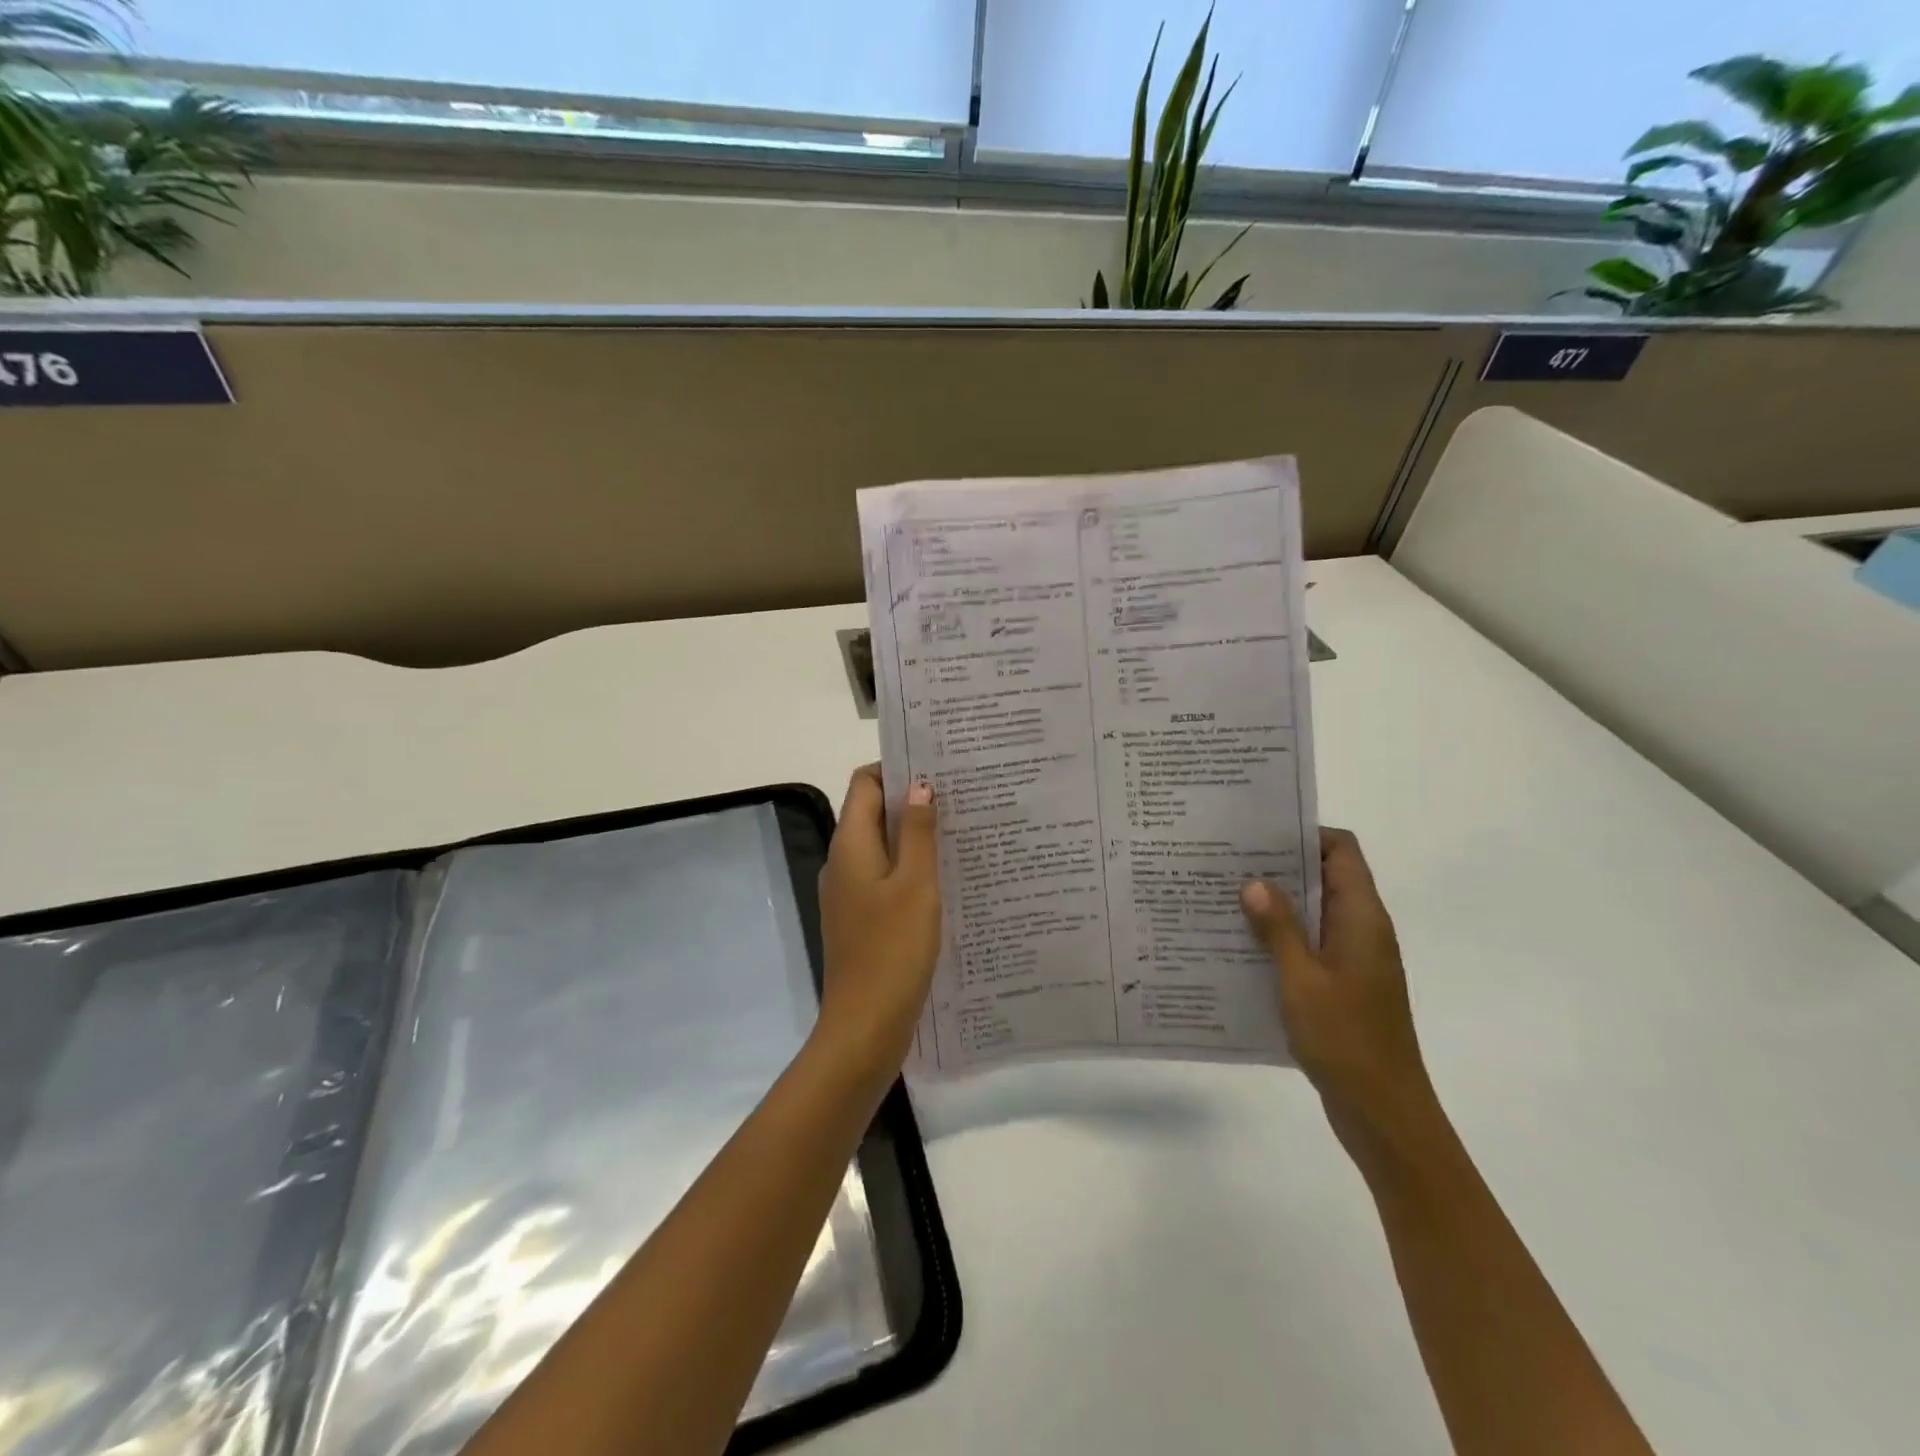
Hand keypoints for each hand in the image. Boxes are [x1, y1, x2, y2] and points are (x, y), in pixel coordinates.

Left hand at [815, 766, 941, 1076]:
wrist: (865, 1025)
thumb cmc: (893, 949)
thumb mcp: (915, 884)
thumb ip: (917, 832)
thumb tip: (919, 785)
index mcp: (850, 845)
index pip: (864, 783)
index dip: (896, 768)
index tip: (938, 766)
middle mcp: (843, 861)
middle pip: (873, 812)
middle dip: (912, 800)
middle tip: (961, 797)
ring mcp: (850, 892)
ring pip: (883, 847)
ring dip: (915, 836)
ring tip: (961, 831)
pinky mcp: (862, 918)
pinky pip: (886, 878)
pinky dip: (911, 868)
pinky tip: (947, 878)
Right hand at [1241, 828, 1436, 1166]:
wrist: (1384, 1114)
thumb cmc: (1346, 1040)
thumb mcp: (1302, 979)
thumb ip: (1278, 927)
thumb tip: (1254, 880)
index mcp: (1362, 919)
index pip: (1342, 851)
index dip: (1305, 833)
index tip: (1258, 832)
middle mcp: (1361, 930)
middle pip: (1324, 876)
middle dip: (1278, 865)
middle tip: (1225, 859)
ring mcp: (1352, 959)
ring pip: (1312, 912)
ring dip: (1274, 903)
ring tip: (1221, 895)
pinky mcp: (1339, 985)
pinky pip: (1307, 944)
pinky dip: (1277, 937)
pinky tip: (1237, 943)